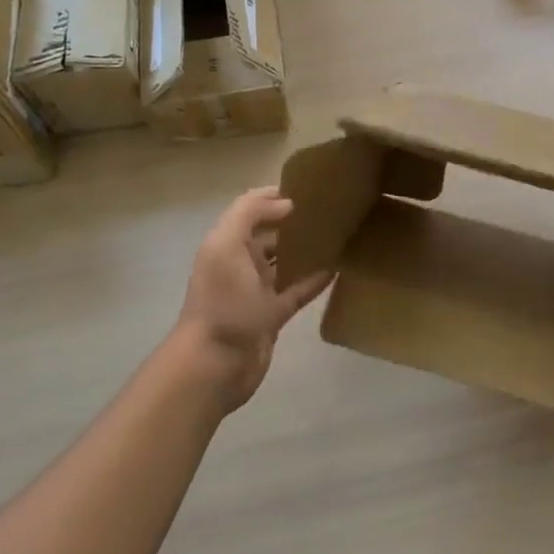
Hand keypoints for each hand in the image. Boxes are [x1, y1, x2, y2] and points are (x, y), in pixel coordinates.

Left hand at [170, 188, 333, 412]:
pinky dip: (315, 280)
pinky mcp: (273, 315)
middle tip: (330, 209)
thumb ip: (249, 214)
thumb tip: (286, 203)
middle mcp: (239, 263)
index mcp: (226, 243)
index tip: (308, 188)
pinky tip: (338, 268)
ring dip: (305, 249)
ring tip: (338, 234)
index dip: (275, 196)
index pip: (251, 209)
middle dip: (293, 221)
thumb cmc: (222, 301)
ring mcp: (257, 291)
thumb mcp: (226, 246)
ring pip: (284, 262)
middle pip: (269, 234)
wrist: (216, 364)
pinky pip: (297, 291)